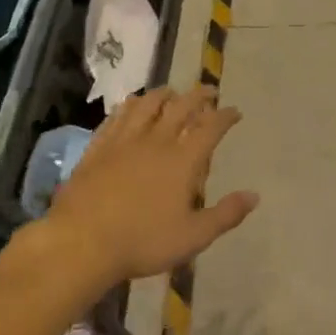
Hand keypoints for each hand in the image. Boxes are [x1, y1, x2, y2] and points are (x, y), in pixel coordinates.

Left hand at [40, 87, 258, 284]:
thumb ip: (226, 214)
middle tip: (208, 91)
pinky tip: (130, 107)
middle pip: (181, 106)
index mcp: (183, 159)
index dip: (226, 116)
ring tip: (171, 92)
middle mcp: (156, 141)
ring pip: (146, 104)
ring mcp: (123, 141)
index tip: (235, 111)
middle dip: (198, 95)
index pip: (211, 127)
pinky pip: (116, 117)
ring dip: (163, 94)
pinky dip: (128, 107)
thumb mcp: (193, 236)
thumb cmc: (142, 241)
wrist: (81, 243)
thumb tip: (254, 196)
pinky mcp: (97, 148)